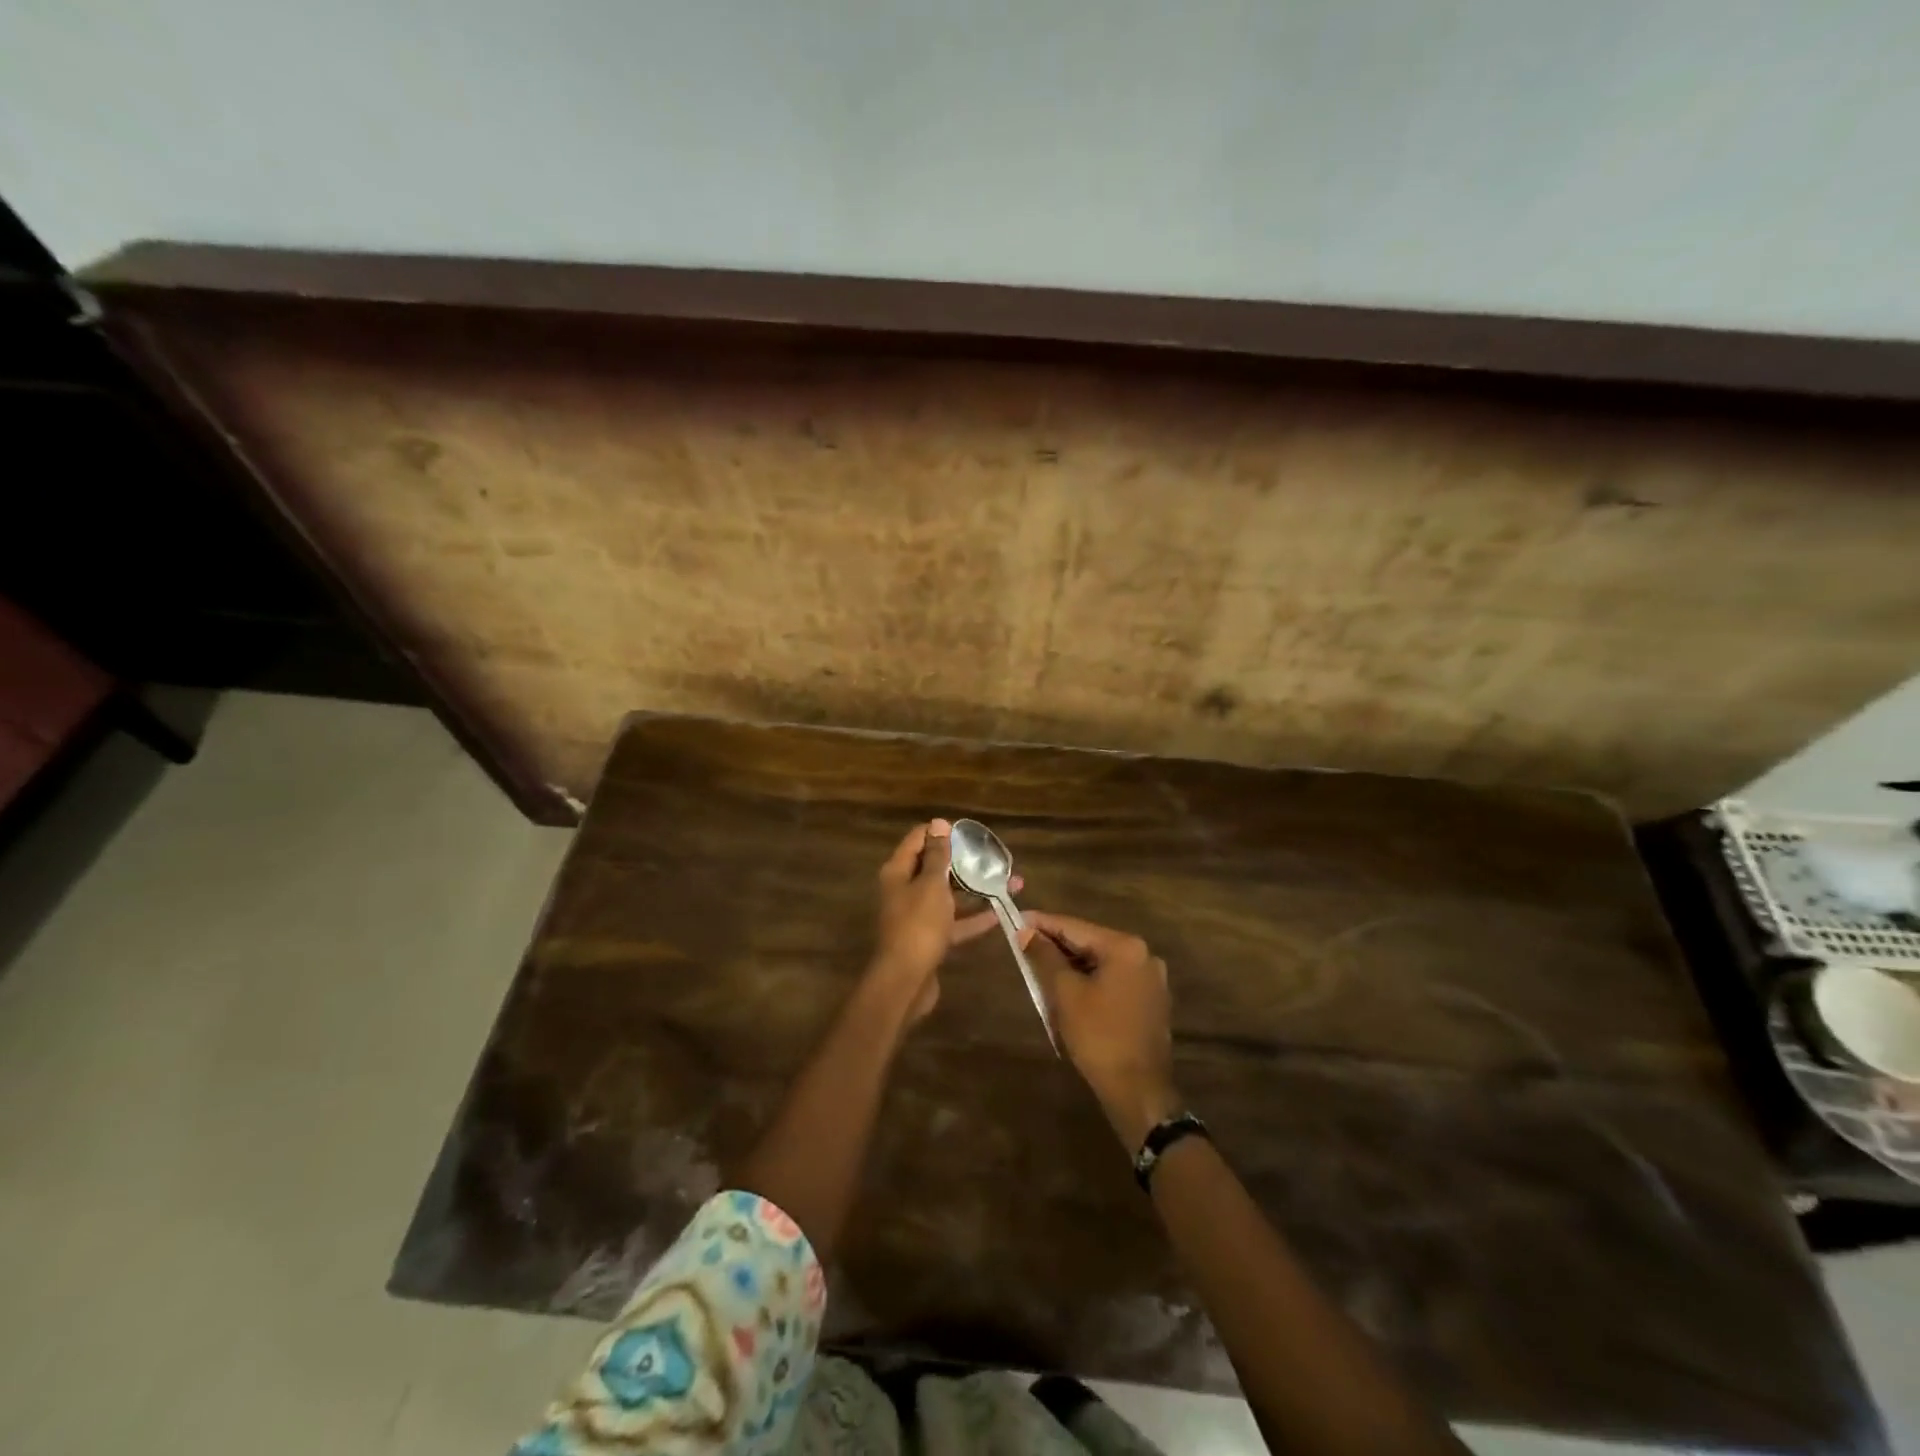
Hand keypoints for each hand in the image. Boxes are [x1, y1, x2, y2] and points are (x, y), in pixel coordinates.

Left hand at [872, 819, 1016, 1021]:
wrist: (906, 981)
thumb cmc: (918, 925)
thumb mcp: (931, 884)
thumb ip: (937, 855)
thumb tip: (938, 823)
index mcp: (899, 872)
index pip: (917, 839)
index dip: (941, 832)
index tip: (969, 832)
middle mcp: (905, 890)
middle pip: (935, 868)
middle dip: (964, 861)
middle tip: (993, 856)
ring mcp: (918, 916)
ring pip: (949, 896)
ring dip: (975, 889)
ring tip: (1008, 882)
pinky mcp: (931, 939)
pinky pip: (955, 922)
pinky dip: (974, 917)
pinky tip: (1000, 913)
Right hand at [1023, 912, 1179, 1147]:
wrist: (1138, 1091)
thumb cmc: (1099, 1037)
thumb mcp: (1065, 993)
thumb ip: (1045, 956)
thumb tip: (1026, 931)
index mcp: (1125, 947)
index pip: (1074, 926)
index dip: (1042, 923)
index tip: (1016, 919)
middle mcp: (1143, 955)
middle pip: (1089, 942)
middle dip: (1056, 945)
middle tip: (1024, 944)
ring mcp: (1150, 979)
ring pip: (1100, 962)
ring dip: (1071, 964)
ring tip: (1040, 967)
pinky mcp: (1150, 1001)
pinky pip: (1113, 979)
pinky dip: (1089, 980)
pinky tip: (1068, 989)